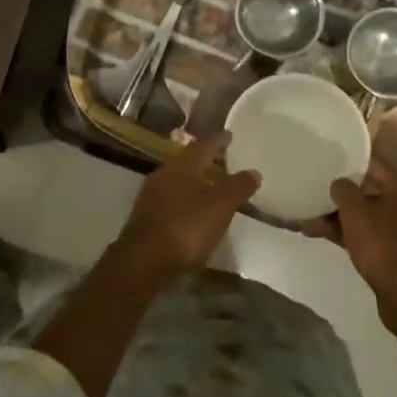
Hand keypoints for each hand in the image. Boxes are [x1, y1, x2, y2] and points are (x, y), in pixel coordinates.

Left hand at [109, 132, 260, 277]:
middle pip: (187, 162)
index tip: (229, 134)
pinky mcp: (146, 218)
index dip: (218, 140)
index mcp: (181, 167)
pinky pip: (170, 201)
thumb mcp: (219, 207)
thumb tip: (254, 171)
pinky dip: (185, 202)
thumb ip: (237, 187)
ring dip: (194, 182)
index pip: (202, 146)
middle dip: (204, 161)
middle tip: (221, 160)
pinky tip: (193, 213)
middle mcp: (163, 175)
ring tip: (210, 187)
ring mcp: (151, 197)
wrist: (142, 262)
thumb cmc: (185, 228)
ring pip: (177, 182)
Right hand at [314, 156, 396, 332]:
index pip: (374, 163)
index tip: (328, 159)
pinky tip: (323, 235)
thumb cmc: (382, 246)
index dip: (350, 160)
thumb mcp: (356, 213)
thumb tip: (340, 183)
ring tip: (310, 220)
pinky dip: (350, 233)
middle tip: (317, 192)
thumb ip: (343, 190)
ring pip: (368, 214)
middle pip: (370, 190)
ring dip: (341, 216)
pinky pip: (371, 233)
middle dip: (342, 194)